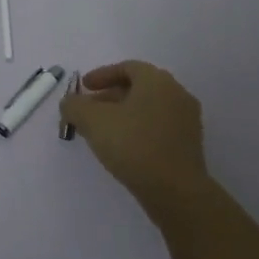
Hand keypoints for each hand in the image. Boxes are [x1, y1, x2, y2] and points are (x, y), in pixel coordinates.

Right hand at [58, 61, 211, 220]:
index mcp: (157, 80)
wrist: (176, 191)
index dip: (102, 75)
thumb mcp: (93, 121)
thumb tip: (69, 103)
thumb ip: (75, 106)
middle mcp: (176, 93)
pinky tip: (124, 148)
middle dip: (110, 96)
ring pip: (149, 108)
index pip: (127, 67)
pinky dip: (139, 129)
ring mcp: (187, 120)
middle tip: (89, 111)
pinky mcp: (190, 144)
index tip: (84, 87)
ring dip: (124, 114)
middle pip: (138, 87)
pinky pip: (159, 127)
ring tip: (102, 132)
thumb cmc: (134, 145)